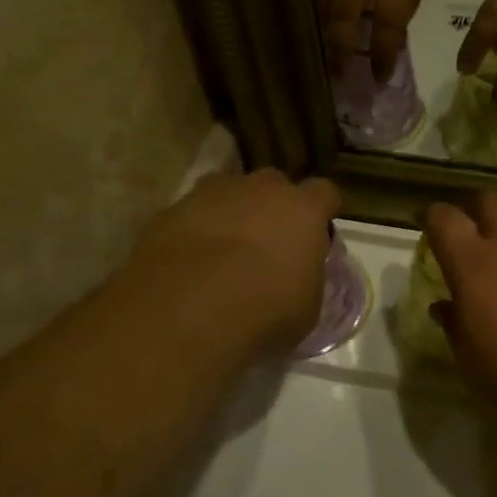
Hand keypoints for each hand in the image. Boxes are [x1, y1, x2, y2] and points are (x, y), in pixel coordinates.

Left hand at [129, 171, 341, 357]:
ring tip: (223, 252)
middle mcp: (261, 189)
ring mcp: (212, 193)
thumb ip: (307, 281)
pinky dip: (194, 231)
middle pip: (274, 185)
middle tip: (268, 243)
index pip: (325, 193)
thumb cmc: (265, 311)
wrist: (186, 309)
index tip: (318, 233)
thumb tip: (300, 278)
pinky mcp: (172, 210)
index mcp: (303, 209)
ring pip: (229, 193)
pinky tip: (188, 263)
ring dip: (231, 214)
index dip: (322, 211)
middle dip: (273, 207)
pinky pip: (192, 214)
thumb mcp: (306, 308)